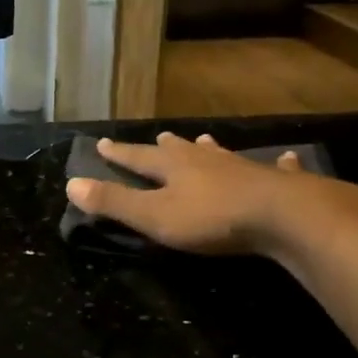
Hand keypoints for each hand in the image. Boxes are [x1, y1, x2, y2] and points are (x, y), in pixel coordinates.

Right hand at [63, 132, 357, 262]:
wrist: (284, 216)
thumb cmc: (212, 219)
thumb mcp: (154, 216)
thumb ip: (114, 203)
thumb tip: (71, 184)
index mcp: (174, 169)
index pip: (138, 157)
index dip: (119, 153)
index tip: (102, 142)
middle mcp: (207, 161)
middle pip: (180, 151)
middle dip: (165, 148)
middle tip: (160, 138)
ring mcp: (244, 168)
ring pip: (221, 154)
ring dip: (209, 150)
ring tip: (205, 141)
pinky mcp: (279, 182)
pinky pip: (277, 168)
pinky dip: (277, 164)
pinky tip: (285, 158)